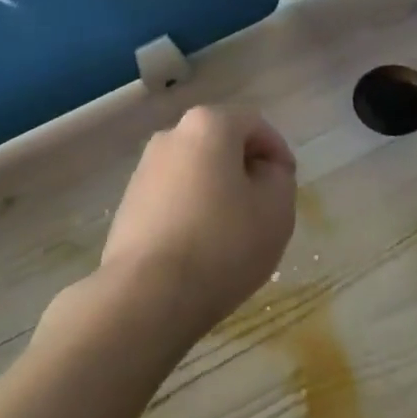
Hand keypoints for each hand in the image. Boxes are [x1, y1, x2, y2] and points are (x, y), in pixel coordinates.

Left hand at [99, 106, 297, 344]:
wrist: (146, 293)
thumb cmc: (222, 243)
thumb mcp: (276, 209)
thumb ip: (279, 178)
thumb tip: (263, 171)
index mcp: (207, 125)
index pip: (254, 123)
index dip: (277, 152)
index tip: (287, 186)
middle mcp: (171, 135)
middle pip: (220, 144)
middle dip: (245, 170)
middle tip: (263, 209)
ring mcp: (144, 168)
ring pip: (195, 171)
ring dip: (217, 192)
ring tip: (233, 234)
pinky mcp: (129, 202)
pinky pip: (173, 197)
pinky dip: (191, 211)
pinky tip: (201, 247)